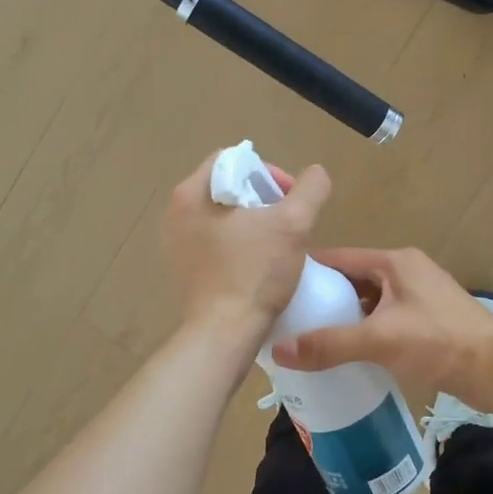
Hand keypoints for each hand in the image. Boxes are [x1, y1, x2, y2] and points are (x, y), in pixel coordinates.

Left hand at [161, 152, 330, 343]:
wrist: (225, 333)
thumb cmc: (255, 273)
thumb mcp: (293, 224)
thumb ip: (309, 189)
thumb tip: (316, 173)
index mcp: (191, 194)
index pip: (232, 160)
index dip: (268, 171)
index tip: (290, 198)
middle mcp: (176, 214)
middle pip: (227, 188)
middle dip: (263, 199)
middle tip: (288, 221)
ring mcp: (177, 244)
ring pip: (223, 217)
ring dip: (254, 223)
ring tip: (279, 243)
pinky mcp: (185, 270)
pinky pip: (216, 243)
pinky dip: (240, 245)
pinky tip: (261, 264)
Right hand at [271, 248, 492, 410]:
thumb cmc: (439, 342)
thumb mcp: (379, 339)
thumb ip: (329, 344)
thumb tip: (279, 351)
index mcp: (394, 262)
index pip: (340, 257)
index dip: (308, 270)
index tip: (276, 287)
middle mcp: (405, 273)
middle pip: (352, 281)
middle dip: (323, 298)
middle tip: (287, 318)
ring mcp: (417, 298)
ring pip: (368, 303)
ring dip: (343, 318)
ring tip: (307, 337)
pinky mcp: (426, 323)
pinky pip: (383, 322)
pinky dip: (363, 333)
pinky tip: (343, 353)